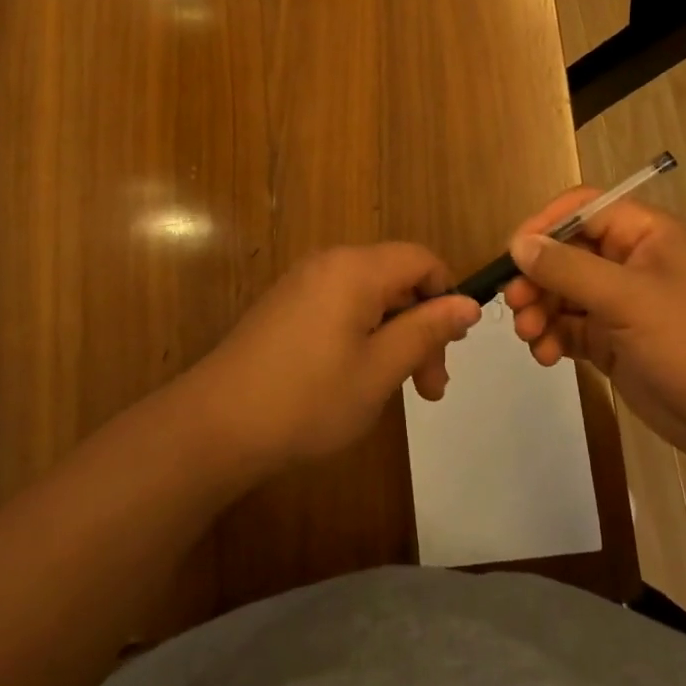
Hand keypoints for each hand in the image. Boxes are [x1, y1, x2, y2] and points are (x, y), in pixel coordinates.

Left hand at [188, 244, 481, 469]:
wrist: (216, 425)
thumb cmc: (309, 399)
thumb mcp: (380, 369)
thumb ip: (427, 331)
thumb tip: (468, 304)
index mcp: (355, 268)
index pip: (421, 260)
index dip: (446, 297)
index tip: (452, 349)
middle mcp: (329, 264)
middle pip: (396, 280)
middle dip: (421, 328)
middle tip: (430, 388)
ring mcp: (302, 284)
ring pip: (370, 298)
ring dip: (394, 338)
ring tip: (400, 393)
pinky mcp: (285, 307)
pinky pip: (341, 308)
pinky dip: (363, 337)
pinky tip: (359, 381)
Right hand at [503, 188, 685, 466]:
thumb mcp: (628, 298)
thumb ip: (568, 269)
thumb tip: (518, 244)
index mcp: (642, 234)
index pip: (581, 209)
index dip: (543, 225)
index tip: (512, 254)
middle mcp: (627, 261)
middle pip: (564, 252)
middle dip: (536, 277)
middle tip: (516, 304)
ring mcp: (619, 303)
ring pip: (561, 292)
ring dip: (539, 310)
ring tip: (531, 336)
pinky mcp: (612, 340)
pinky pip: (568, 327)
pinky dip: (551, 337)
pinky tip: (546, 355)